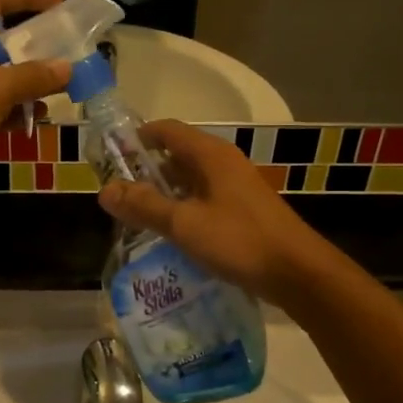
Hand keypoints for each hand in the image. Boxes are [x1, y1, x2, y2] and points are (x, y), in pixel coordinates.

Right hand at [97, 121, 326, 304]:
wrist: (297, 272)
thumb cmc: (239, 240)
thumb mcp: (184, 224)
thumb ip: (144, 206)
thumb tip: (104, 191)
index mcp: (210, 154)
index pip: (166, 130)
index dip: (137, 139)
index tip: (111, 159)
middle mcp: (224, 162)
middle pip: (177, 155)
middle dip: (146, 171)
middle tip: (119, 196)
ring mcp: (236, 186)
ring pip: (191, 180)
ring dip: (165, 194)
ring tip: (138, 217)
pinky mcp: (243, 210)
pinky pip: (205, 199)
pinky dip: (184, 209)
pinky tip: (172, 234)